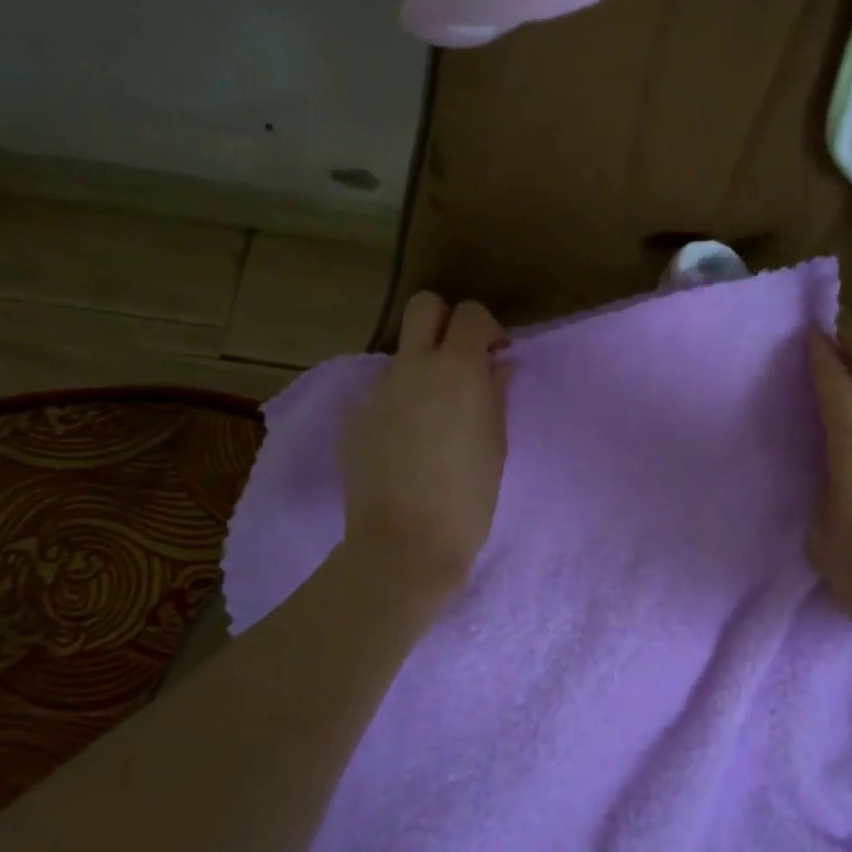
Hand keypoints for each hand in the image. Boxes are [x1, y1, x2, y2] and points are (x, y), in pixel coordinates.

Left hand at [341, 292, 509, 590]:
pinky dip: (399, 403)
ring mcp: (377, 390)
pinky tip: (408, 444)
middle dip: (445, 321)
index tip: (496, 355)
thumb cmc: (469, 498)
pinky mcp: (355, 417)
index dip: (487, 327)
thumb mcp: (496, 443)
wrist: (405, 544)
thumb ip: (495, 393)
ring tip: (435, 416)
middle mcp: (413, 367)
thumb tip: (496, 365)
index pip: (469, 313)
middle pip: (423, 307)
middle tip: (461, 360)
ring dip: (422, 368)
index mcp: (457, 370)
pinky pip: (382, 393)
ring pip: (402, 355)